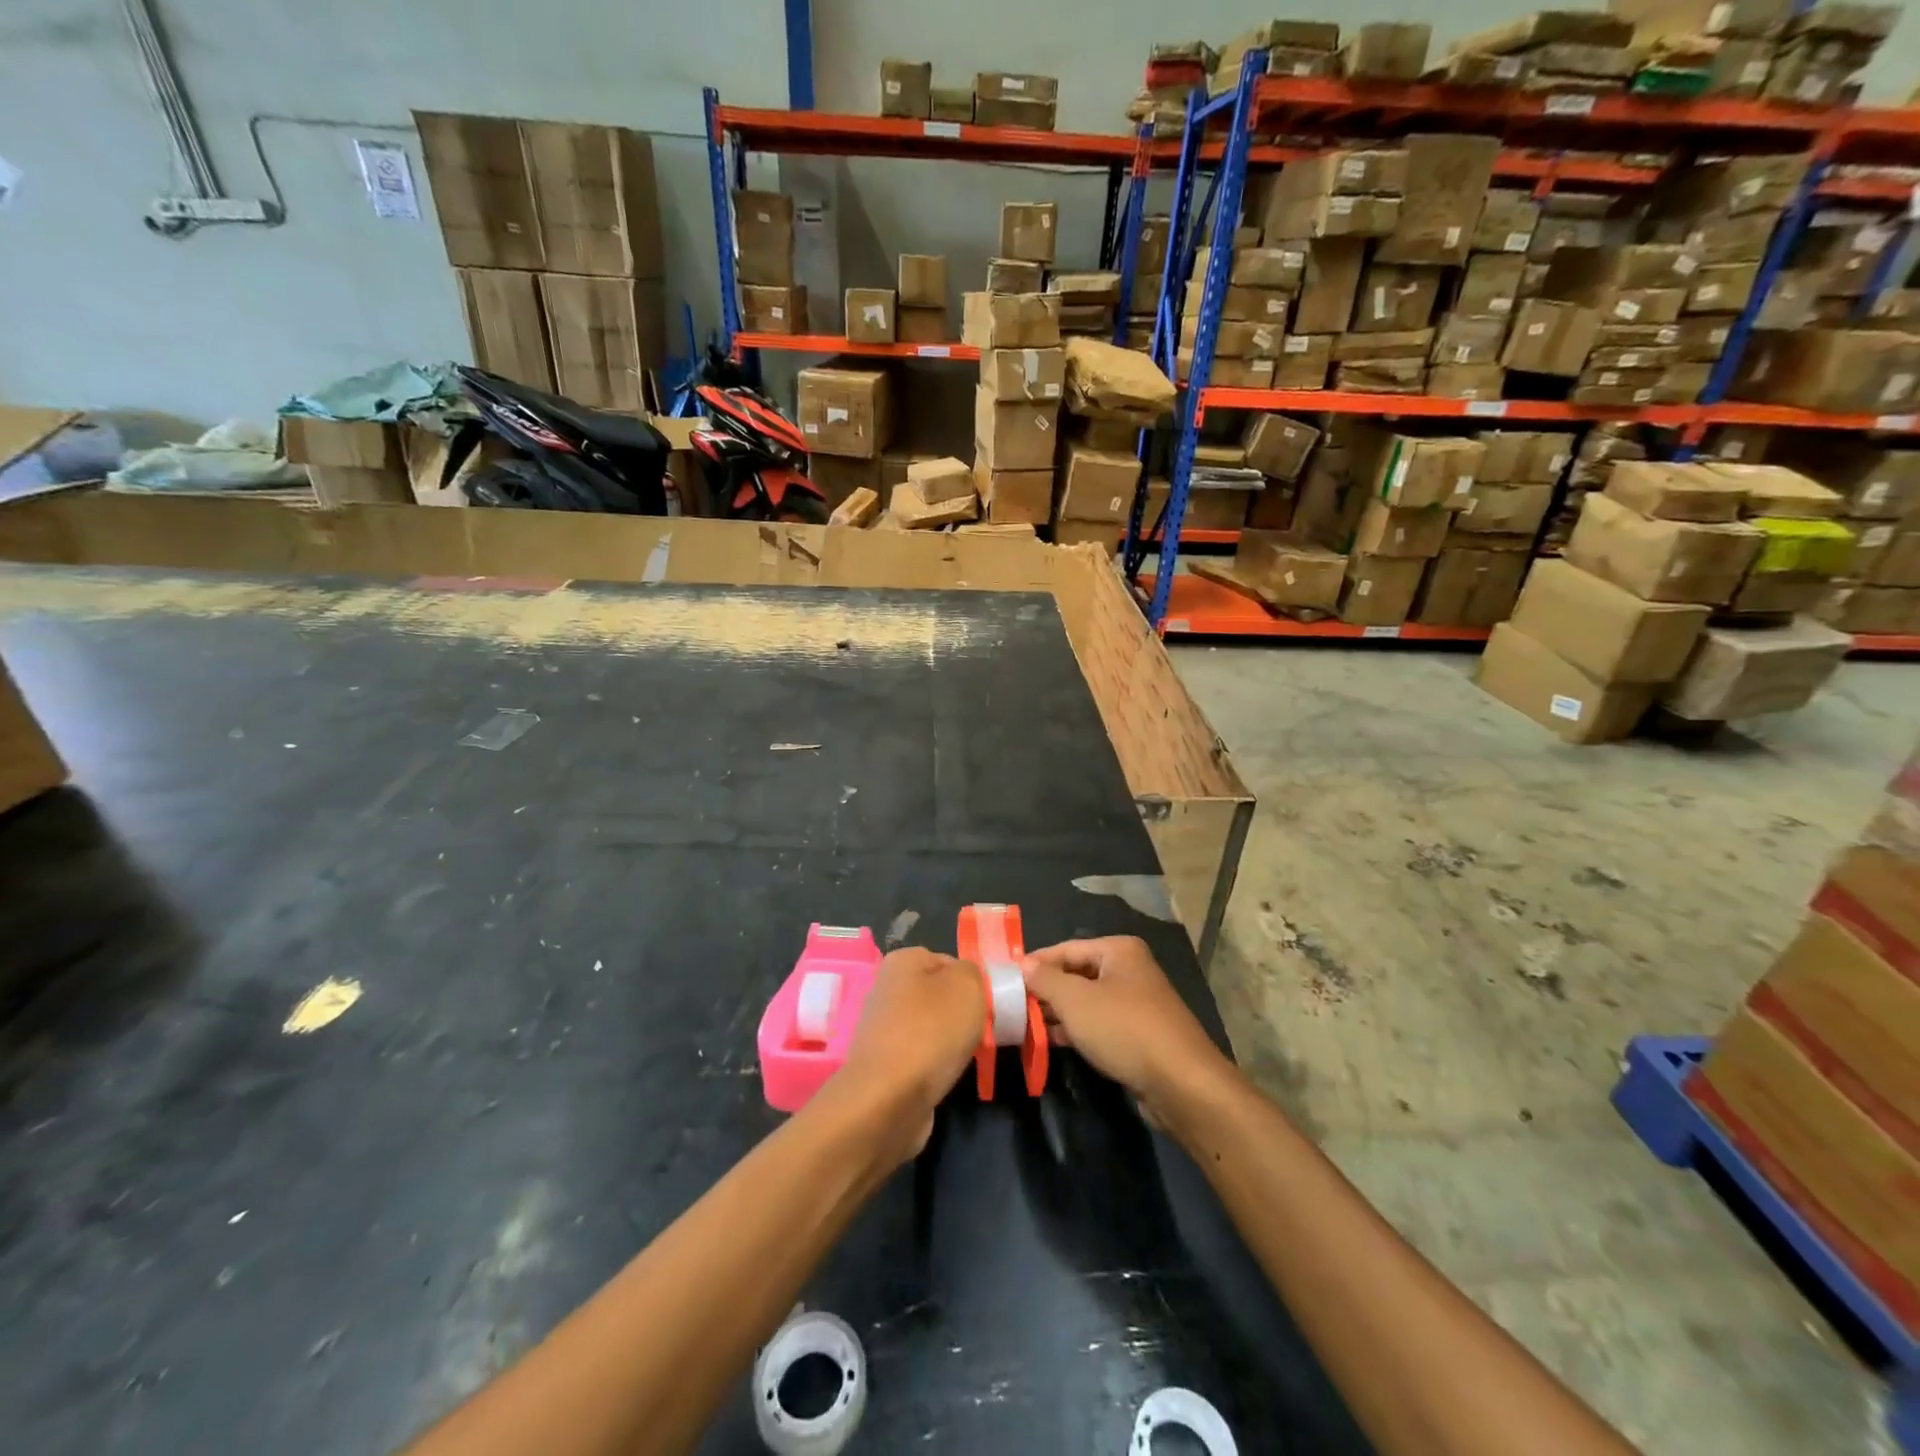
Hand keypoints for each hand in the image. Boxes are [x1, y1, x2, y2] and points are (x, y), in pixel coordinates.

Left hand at [833, 948, 983, 1159]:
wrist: (888, 1100)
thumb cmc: (931, 1032)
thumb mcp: (968, 986)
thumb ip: (974, 972)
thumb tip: (967, 980)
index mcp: (902, 961)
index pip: (949, 961)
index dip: (973, 981)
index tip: (988, 1004)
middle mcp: (887, 989)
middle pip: (939, 995)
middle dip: (962, 1012)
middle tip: (982, 1030)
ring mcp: (883, 1028)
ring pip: (932, 1027)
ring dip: (951, 1041)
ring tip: (967, 1055)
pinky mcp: (884, 1064)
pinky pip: (921, 1056)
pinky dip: (935, 1065)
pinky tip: (947, 1075)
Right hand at [1023, 937, 1232, 1124]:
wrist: (1180, 1083)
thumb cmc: (1124, 1029)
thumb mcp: (1075, 1000)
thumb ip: (1045, 979)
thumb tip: (1023, 965)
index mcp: (1118, 950)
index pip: (1065, 949)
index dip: (1034, 964)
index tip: (1005, 980)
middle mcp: (1129, 969)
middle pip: (1076, 973)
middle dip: (1045, 990)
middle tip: (1012, 1005)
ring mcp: (1136, 1002)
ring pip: (1086, 1001)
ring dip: (1058, 1012)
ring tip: (1024, 1025)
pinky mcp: (1139, 1033)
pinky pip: (1099, 1023)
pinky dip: (1076, 1029)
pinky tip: (1051, 1042)